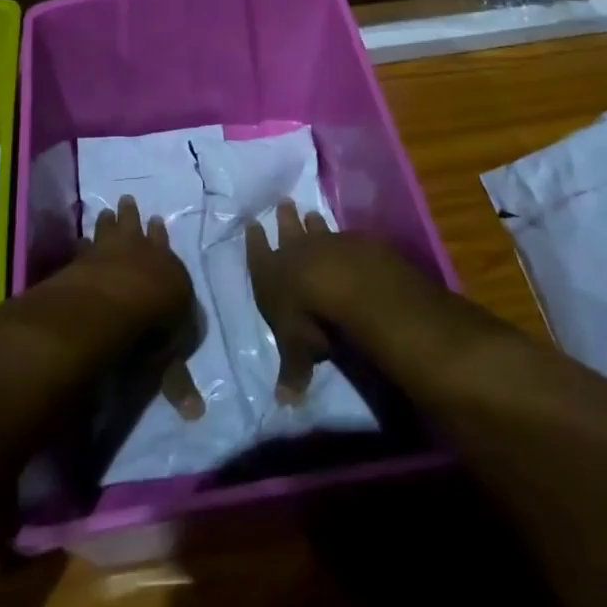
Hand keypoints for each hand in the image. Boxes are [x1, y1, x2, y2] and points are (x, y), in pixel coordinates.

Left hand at [86, 195, 204, 419]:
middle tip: (129, 200)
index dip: (161, 239)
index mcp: (170, 273)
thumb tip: (196, 415)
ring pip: (112, 229)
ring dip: (110, 220)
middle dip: (134, 218)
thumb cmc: (153, 327)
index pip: (167, 253)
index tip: (158, 221)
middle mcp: (142, 254)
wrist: (118, 302)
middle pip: (138, 231)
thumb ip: (177, 381)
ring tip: (107, 208)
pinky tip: (78, 238)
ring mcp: (111, 252)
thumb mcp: (171, 358)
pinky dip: (82, 242)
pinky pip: (84, 245)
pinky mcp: (85, 258)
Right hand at [244, 201, 335, 403]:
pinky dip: (345, 237)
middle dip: (284, 218)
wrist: (347, 284)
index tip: (252, 222)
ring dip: (313, 221)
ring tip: (312, 211)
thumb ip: (291, 373)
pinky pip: (346, 236)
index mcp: (270, 274)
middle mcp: (294, 253)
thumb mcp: (296, 351)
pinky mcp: (354, 242)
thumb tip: (284, 404)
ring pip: (316, 228)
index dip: (254, 240)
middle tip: (284, 202)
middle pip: (287, 230)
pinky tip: (350, 236)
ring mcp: (325, 243)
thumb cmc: (308, 319)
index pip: (257, 253)